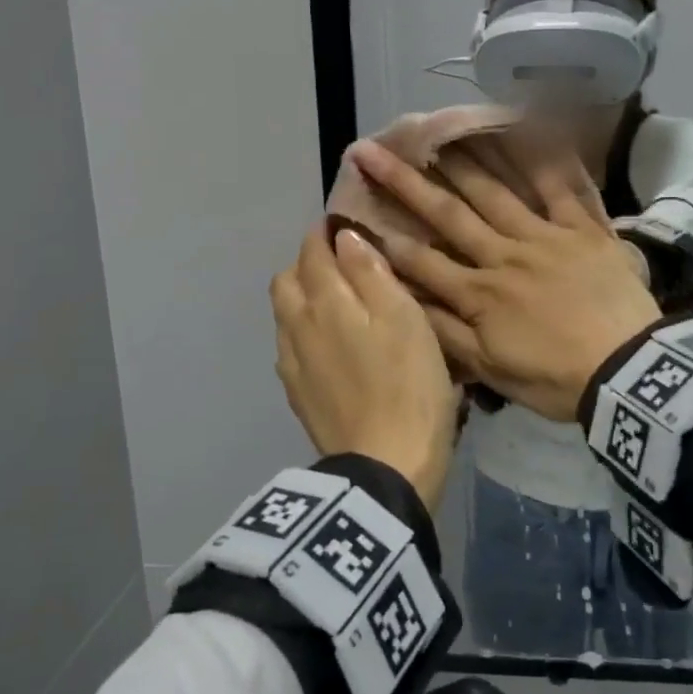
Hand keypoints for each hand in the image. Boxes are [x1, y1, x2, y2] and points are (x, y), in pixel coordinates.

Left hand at [270, 223, 459, 513]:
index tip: (341, 227)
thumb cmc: (408, 385)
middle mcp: (296, 325)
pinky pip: (289, 346)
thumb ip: (370, 272)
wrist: (385, 466)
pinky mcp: (296, 394)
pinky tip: (328, 346)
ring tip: (336, 304)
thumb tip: (344, 238)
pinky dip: (304, 331)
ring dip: (302, 297)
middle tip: (341, 265)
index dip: (324, 234)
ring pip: (284, 313)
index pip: (312, 251)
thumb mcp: (404, 318)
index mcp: (323, 301)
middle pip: (287, 280)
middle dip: (307, 263)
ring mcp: (291, 363)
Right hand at [348, 136, 661, 422]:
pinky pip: (563, 186)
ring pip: (496, 192)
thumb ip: (445, 335)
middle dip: (405, 183)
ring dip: (460, 161)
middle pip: (448, 215)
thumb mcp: (492, 372)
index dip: (385, 235)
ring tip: (432, 133)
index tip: (352, 210)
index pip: (422, 260)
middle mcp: (504, 255)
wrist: (631, 373)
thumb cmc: (557, 379)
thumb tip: (403, 303)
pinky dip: (546, 156)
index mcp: (479, 294)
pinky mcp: (585, 229)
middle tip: (371, 151)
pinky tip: (526, 128)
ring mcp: (545, 236)